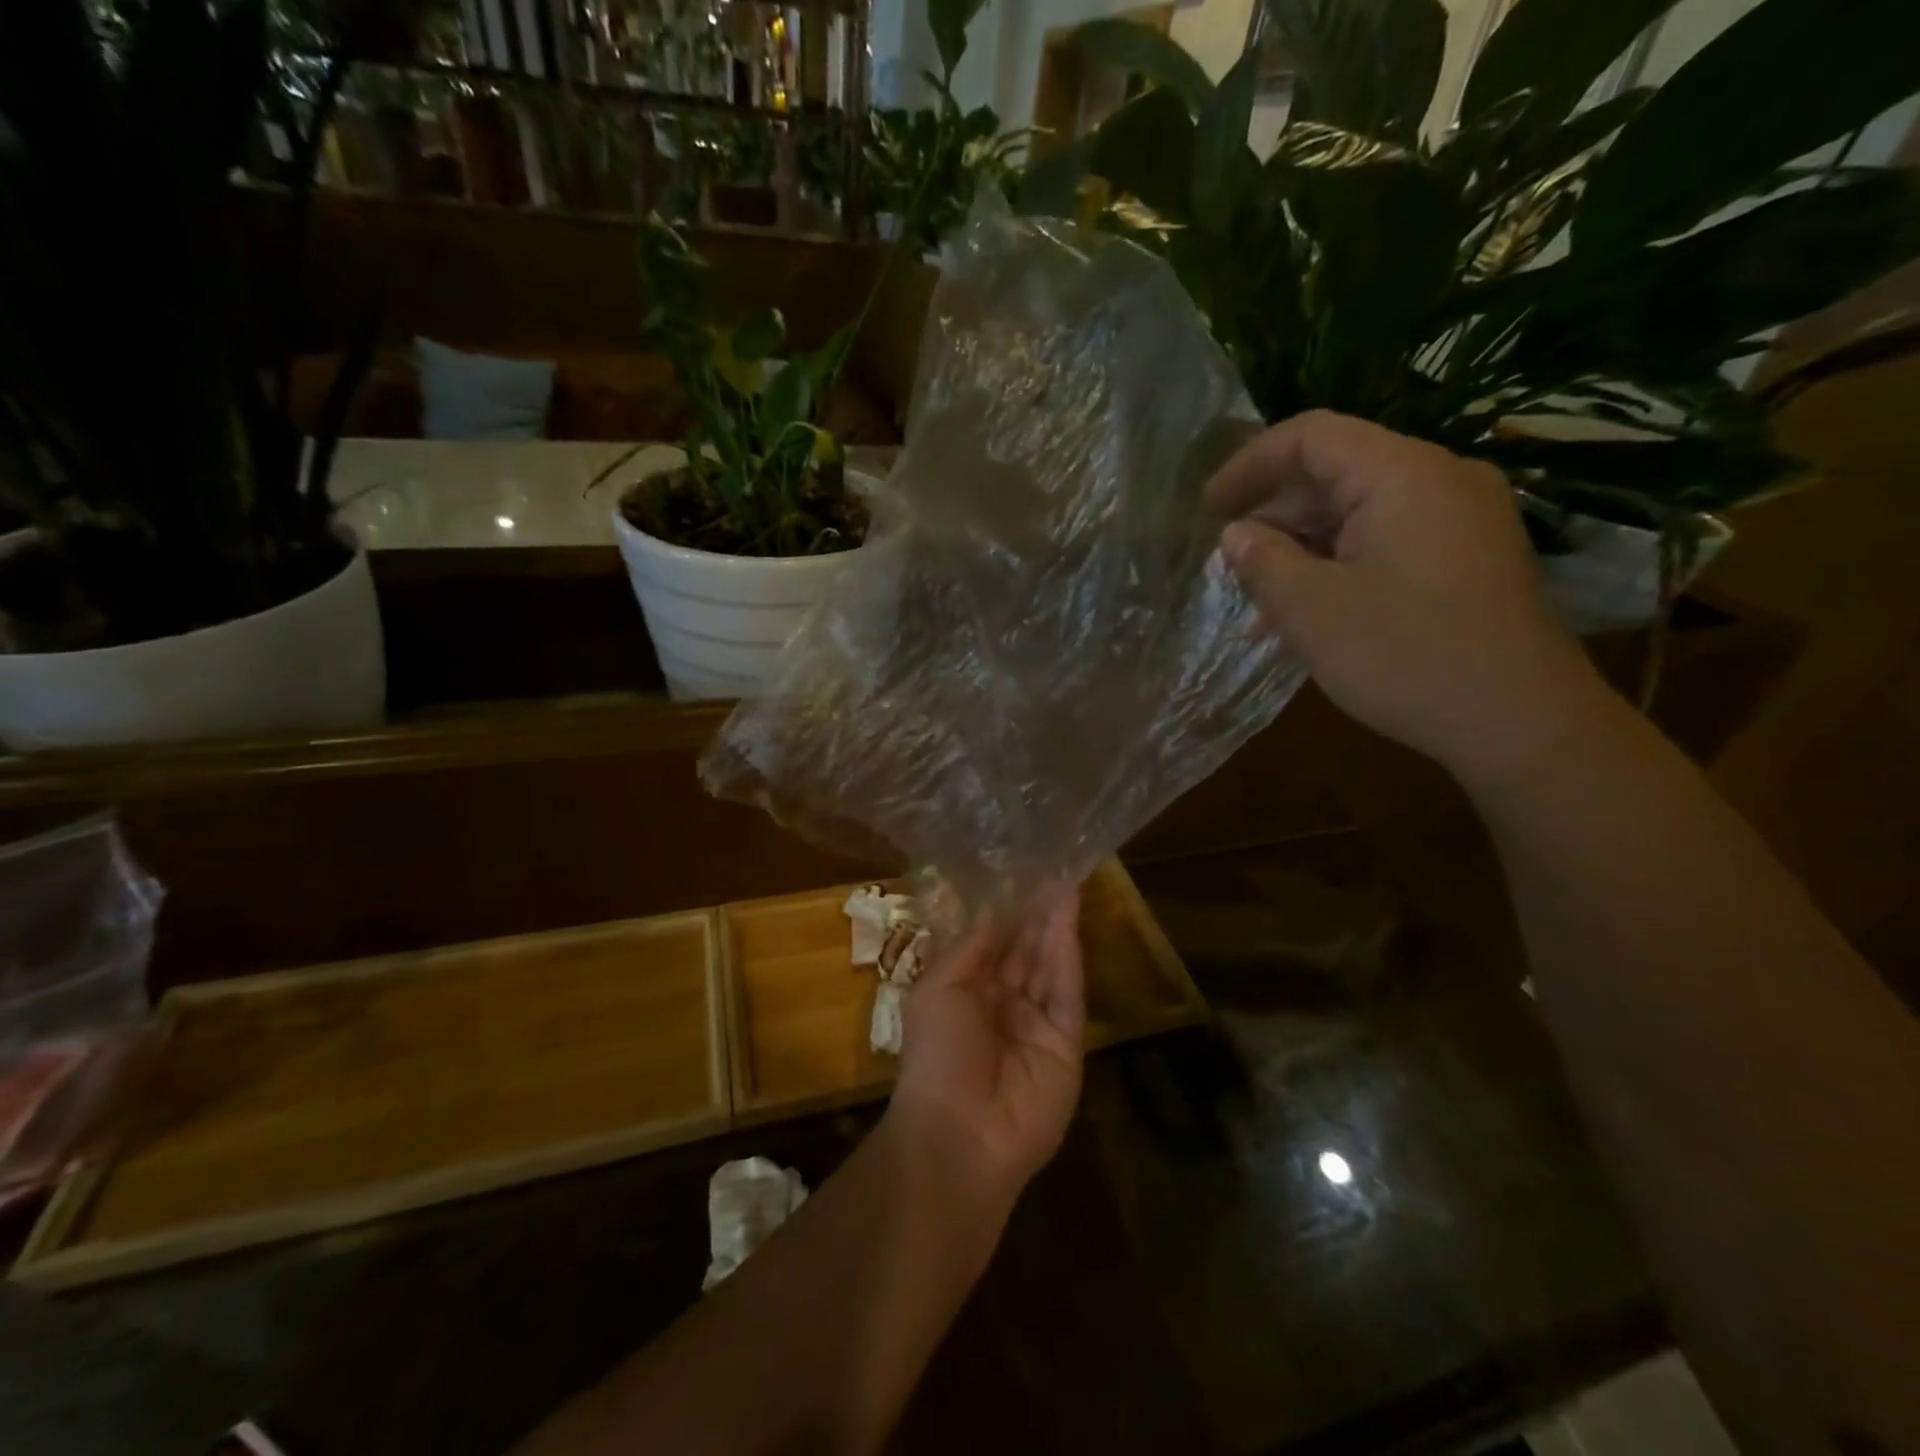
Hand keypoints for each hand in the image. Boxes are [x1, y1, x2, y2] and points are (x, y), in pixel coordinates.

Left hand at [887, 887, 1084, 1194]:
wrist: (959, 1134)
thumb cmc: (936, 1055)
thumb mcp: (938, 989)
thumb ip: (970, 949)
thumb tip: (992, 910)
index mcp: (968, 995)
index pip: (993, 946)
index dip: (1006, 913)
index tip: (1019, 876)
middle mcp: (1004, 1006)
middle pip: (1025, 951)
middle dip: (1035, 913)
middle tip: (1051, 871)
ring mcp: (1037, 1024)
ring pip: (1049, 965)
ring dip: (1055, 925)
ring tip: (1065, 883)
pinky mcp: (1066, 1043)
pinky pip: (1067, 991)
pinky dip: (1068, 954)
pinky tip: (1068, 919)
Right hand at [1207, 411, 1606, 786]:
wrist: (1521, 722)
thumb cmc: (1404, 655)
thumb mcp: (1311, 610)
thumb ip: (1263, 561)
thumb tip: (1236, 534)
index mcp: (1401, 474)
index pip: (1310, 437)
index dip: (1248, 464)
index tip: (1206, 508)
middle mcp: (1440, 479)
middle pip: (1337, 474)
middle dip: (1274, 517)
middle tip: (1230, 566)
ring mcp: (1463, 518)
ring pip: (1361, 514)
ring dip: (1304, 551)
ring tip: (1262, 604)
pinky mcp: (1471, 557)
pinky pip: (1390, 541)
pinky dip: (1342, 566)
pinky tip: (1312, 614)